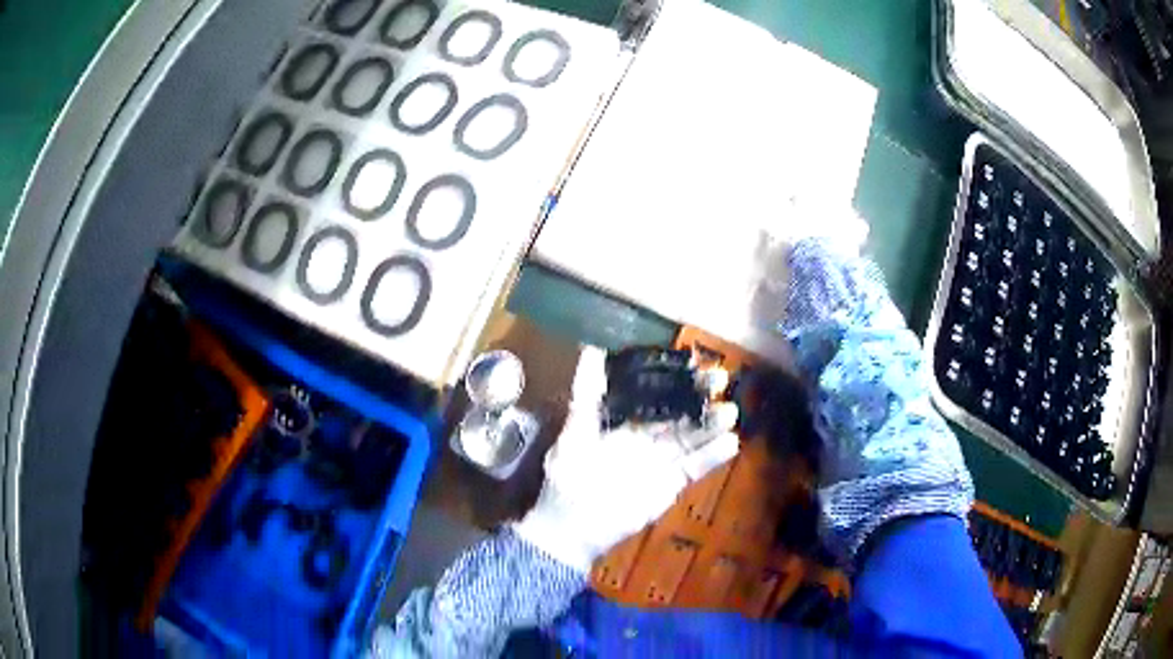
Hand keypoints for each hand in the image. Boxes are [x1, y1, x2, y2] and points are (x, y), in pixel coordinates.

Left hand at [511, 346, 738, 573]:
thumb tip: (589, 348)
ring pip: (691, 437)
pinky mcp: (671, 484)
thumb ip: (585, 394)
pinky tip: (731, 443)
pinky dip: (712, 457)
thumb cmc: (568, 477)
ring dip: (711, 424)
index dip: (673, 377)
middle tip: (721, 380)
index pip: (653, 392)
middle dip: (699, 396)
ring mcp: (660, 459)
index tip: (693, 362)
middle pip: (678, 411)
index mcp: (623, 420)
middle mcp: (646, 435)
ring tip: (731, 412)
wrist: (573, 528)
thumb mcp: (574, 431)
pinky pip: (695, 467)